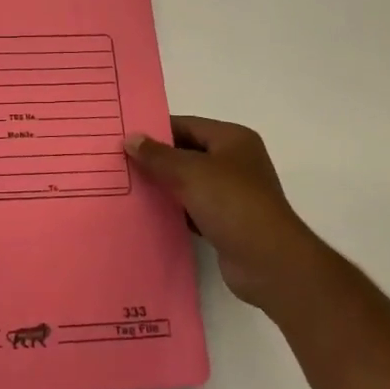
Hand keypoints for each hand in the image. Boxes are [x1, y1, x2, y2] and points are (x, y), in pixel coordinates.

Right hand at [126, 116, 327, 317]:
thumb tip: (131, 138)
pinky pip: (193, 208)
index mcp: (232, 139)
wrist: (269, 263)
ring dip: (164, 185)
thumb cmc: (232, 203)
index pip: (187, 125)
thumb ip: (158, 156)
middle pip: (188, 153)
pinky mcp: (227, 222)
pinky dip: (174, 210)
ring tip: (127, 186)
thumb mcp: (190, 172)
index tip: (125, 137)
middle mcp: (235, 162)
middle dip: (157, 159)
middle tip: (120, 161)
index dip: (156, 130)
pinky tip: (148, 213)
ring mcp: (233, 194)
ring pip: (189, 182)